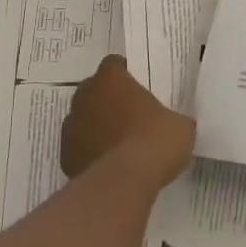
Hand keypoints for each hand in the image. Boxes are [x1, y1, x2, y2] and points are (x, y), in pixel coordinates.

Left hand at [60, 56, 195, 190]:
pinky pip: (79, 147)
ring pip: (83, 118)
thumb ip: (171, 117)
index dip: (126, 75)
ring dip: (97, 126)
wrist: (125, 182)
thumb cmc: (155, 141)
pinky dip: (90, 152)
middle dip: (109, 100)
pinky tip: (108, 166)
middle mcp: (85, 95)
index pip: (114, 65)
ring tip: (119, 145)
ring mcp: (71, 125)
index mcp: (111, 79)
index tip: (140, 89)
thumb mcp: (180, 125)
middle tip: (131, 117)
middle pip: (95, 90)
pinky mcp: (65, 154)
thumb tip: (173, 125)